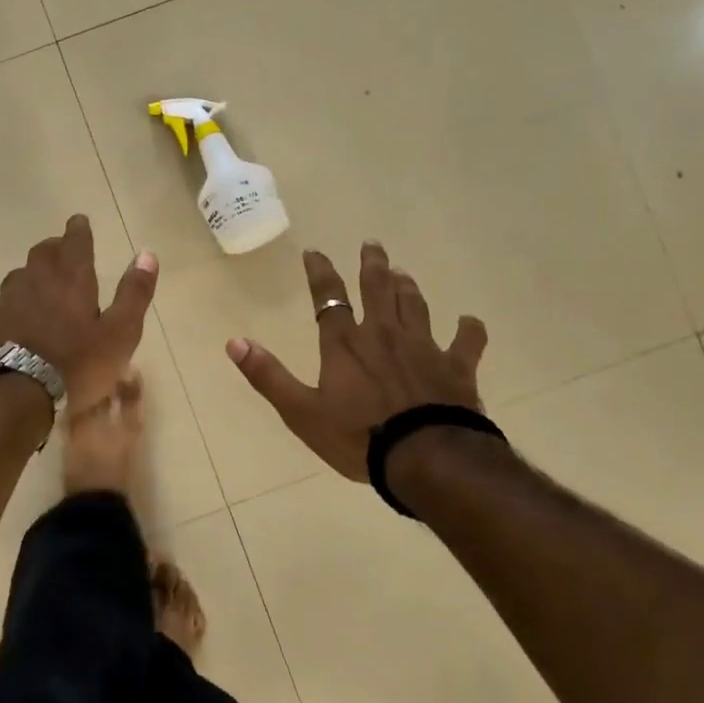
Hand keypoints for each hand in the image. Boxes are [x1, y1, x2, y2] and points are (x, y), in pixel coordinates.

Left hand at [0, 215, 158, 407]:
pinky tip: (13, 322)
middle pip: (43, 254)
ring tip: (38, 284)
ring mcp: (6, 302)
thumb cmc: (76, 363)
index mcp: (71, 279)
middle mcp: (35, 281)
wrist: (14, 392)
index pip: (75, 242)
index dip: (79, 230)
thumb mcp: (119, 333)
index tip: (79, 220)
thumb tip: (147, 254)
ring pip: (19, 277)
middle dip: (54, 248)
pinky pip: (0, 308)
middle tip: (61, 249)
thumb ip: (133, 294)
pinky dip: (11, 309)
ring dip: (31, 275)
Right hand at [225, 242, 486, 480]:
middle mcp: (384, 335)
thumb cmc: (359, 437)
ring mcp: (424, 348)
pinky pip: (467, 342)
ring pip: (416, 306)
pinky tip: (469, 322)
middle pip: (378, 289)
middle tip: (372, 244)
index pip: (328, 297)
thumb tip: (234, 341)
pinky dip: (468, 330)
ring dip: (408, 287)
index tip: (315, 252)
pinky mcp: (457, 368)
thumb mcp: (301, 412)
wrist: (426, 458)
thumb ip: (268, 375)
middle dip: (372, 265)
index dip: (320, 273)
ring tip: (403, 272)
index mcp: (345, 344)